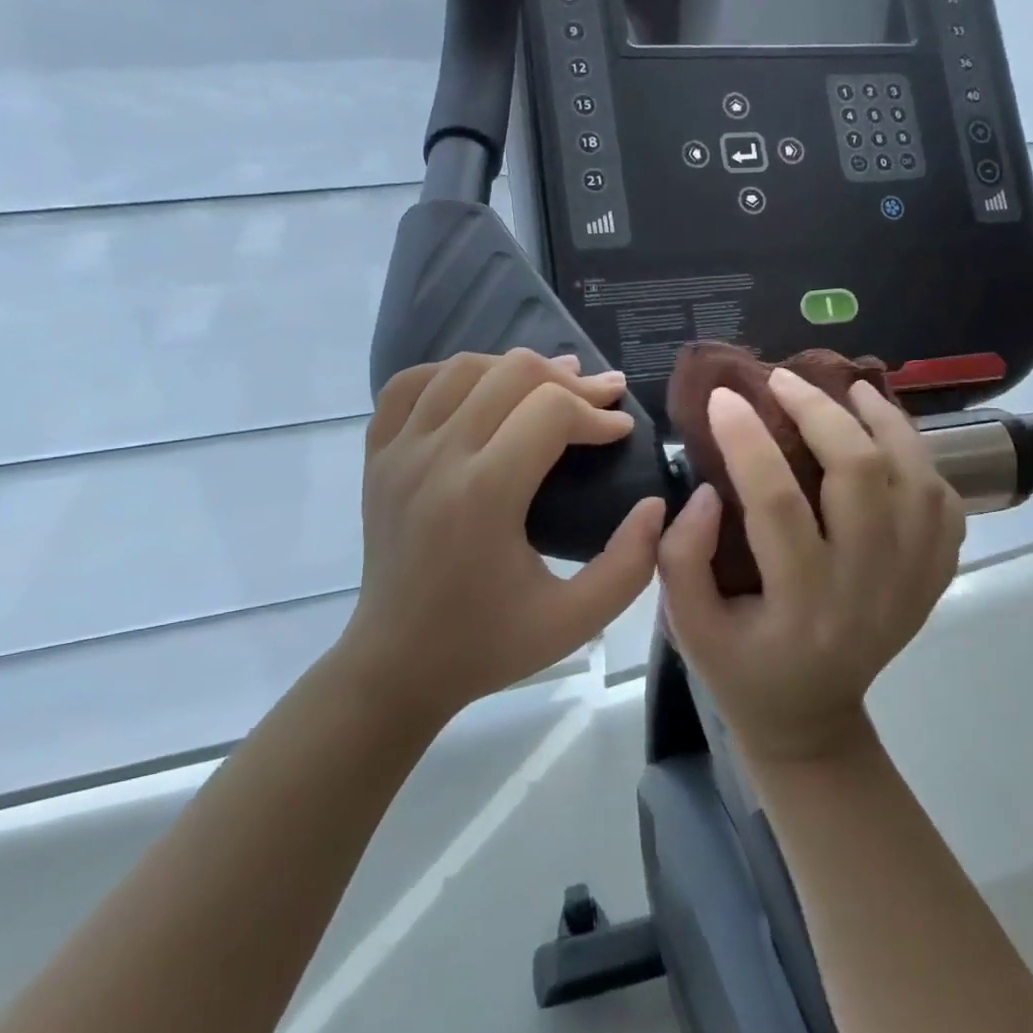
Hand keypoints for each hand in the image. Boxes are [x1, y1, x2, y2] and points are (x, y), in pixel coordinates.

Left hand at [337, 349, 666, 723]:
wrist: (397, 664)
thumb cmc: (489, 645)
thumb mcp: (576, 620)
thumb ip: (632, 562)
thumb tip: (656, 502)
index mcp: (483, 496)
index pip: (550, 410)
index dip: (596, 413)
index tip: (621, 433)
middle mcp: (435, 459)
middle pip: (511, 373)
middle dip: (569, 381)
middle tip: (602, 399)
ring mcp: (398, 452)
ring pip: (463, 367)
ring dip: (516, 369)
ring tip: (553, 386)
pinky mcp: (377, 456)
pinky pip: (409, 384)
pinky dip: (452, 374)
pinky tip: (481, 389)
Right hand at [658, 369, 964, 764]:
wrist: (811, 719)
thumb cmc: (741, 668)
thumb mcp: (686, 627)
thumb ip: (682, 557)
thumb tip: (710, 490)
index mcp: (800, 604)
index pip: (777, 503)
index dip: (747, 440)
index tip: (722, 397)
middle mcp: (867, 588)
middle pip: (860, 475)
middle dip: (819, 411)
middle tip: (782, 379)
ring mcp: (911, 582)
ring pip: (915, 480)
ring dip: (883, 423)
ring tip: (848, 387)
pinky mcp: (931, 579)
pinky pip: (943, 504)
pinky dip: (918, 458)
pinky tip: (887, 436)